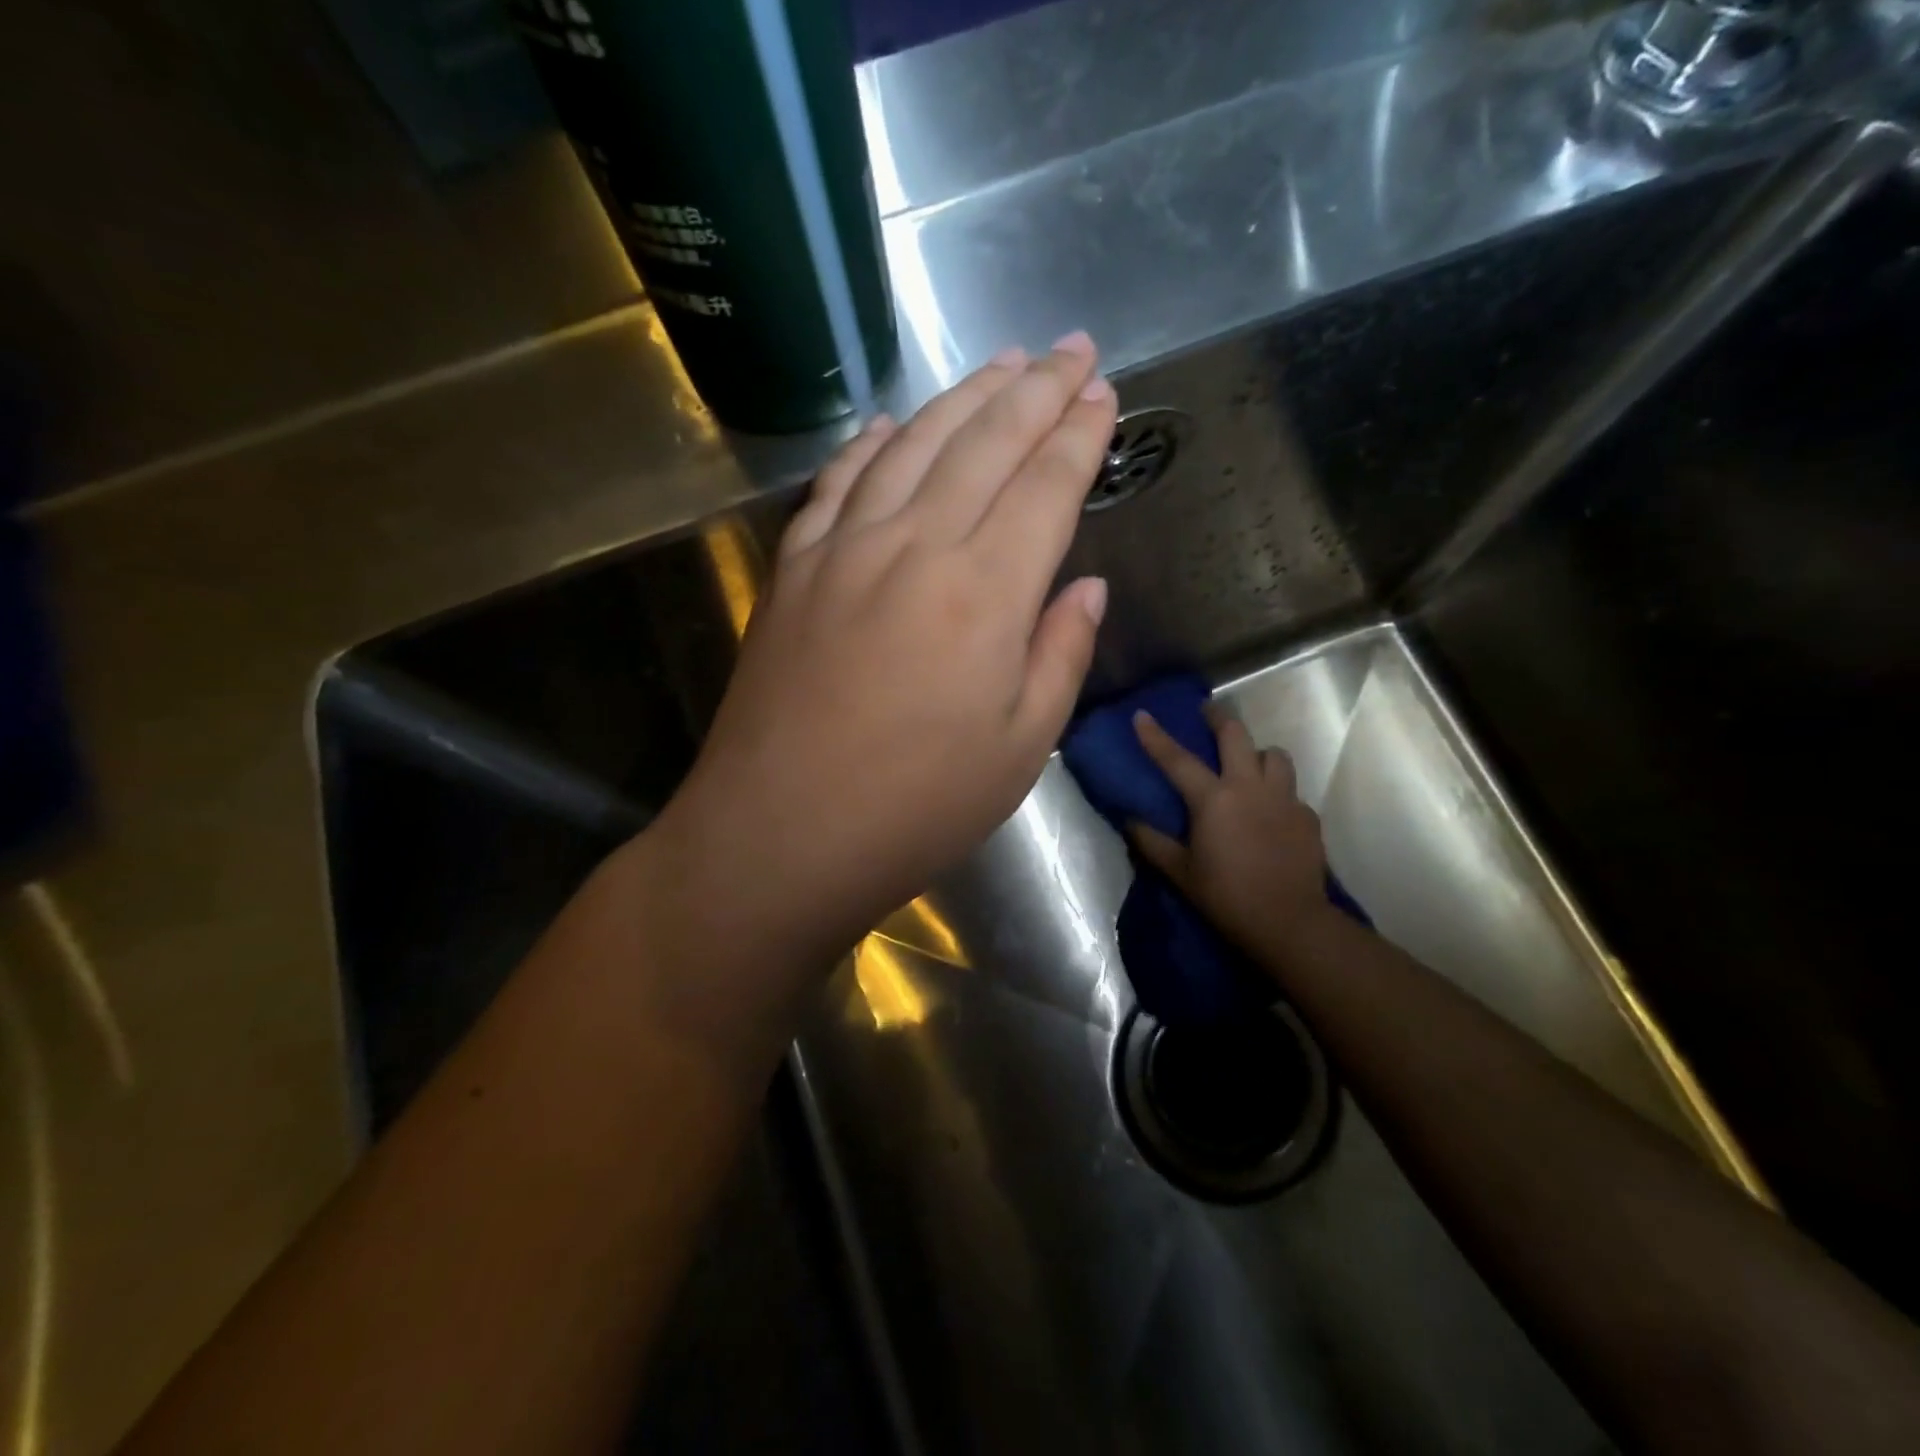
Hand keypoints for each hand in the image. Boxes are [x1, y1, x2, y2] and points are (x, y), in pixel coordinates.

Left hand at [641, 335, 1117, 1030]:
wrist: (780, 834)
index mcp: (985, 592)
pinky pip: (840, 483)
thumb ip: (1059, 653)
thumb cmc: (916, 807)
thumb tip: (1085, 585)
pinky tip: (891, 425)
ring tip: (1002, 362)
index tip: (1106, 393)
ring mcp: (845, 549)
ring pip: (914, 445)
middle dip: (1037, 389)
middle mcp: (915, 546)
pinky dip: (872, 445)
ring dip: (964, 397)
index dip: (1081, 435)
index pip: (1047, 486)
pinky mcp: (794, 569)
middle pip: (986, 443)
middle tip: (1071, 346)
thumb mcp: (1019, 748)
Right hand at [1128, 707, 1333, 967]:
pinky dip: (1278, 792)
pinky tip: (1271, 811)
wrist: (1289, 923)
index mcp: (1213, 799)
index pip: (1177, 759)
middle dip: (1219, 718)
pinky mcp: (1307, 816)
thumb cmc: (1226, 897)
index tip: (1142, 714)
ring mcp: (1284, 799)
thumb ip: (1152, 842)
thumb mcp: (1180, 872)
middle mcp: (1250, 787)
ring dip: (1257, 753)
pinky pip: (1291, 791)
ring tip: (1248, 763)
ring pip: (1274, 755)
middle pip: (1236, 735)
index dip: (1156, 736)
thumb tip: (1130, 821)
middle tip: (1208, 712)